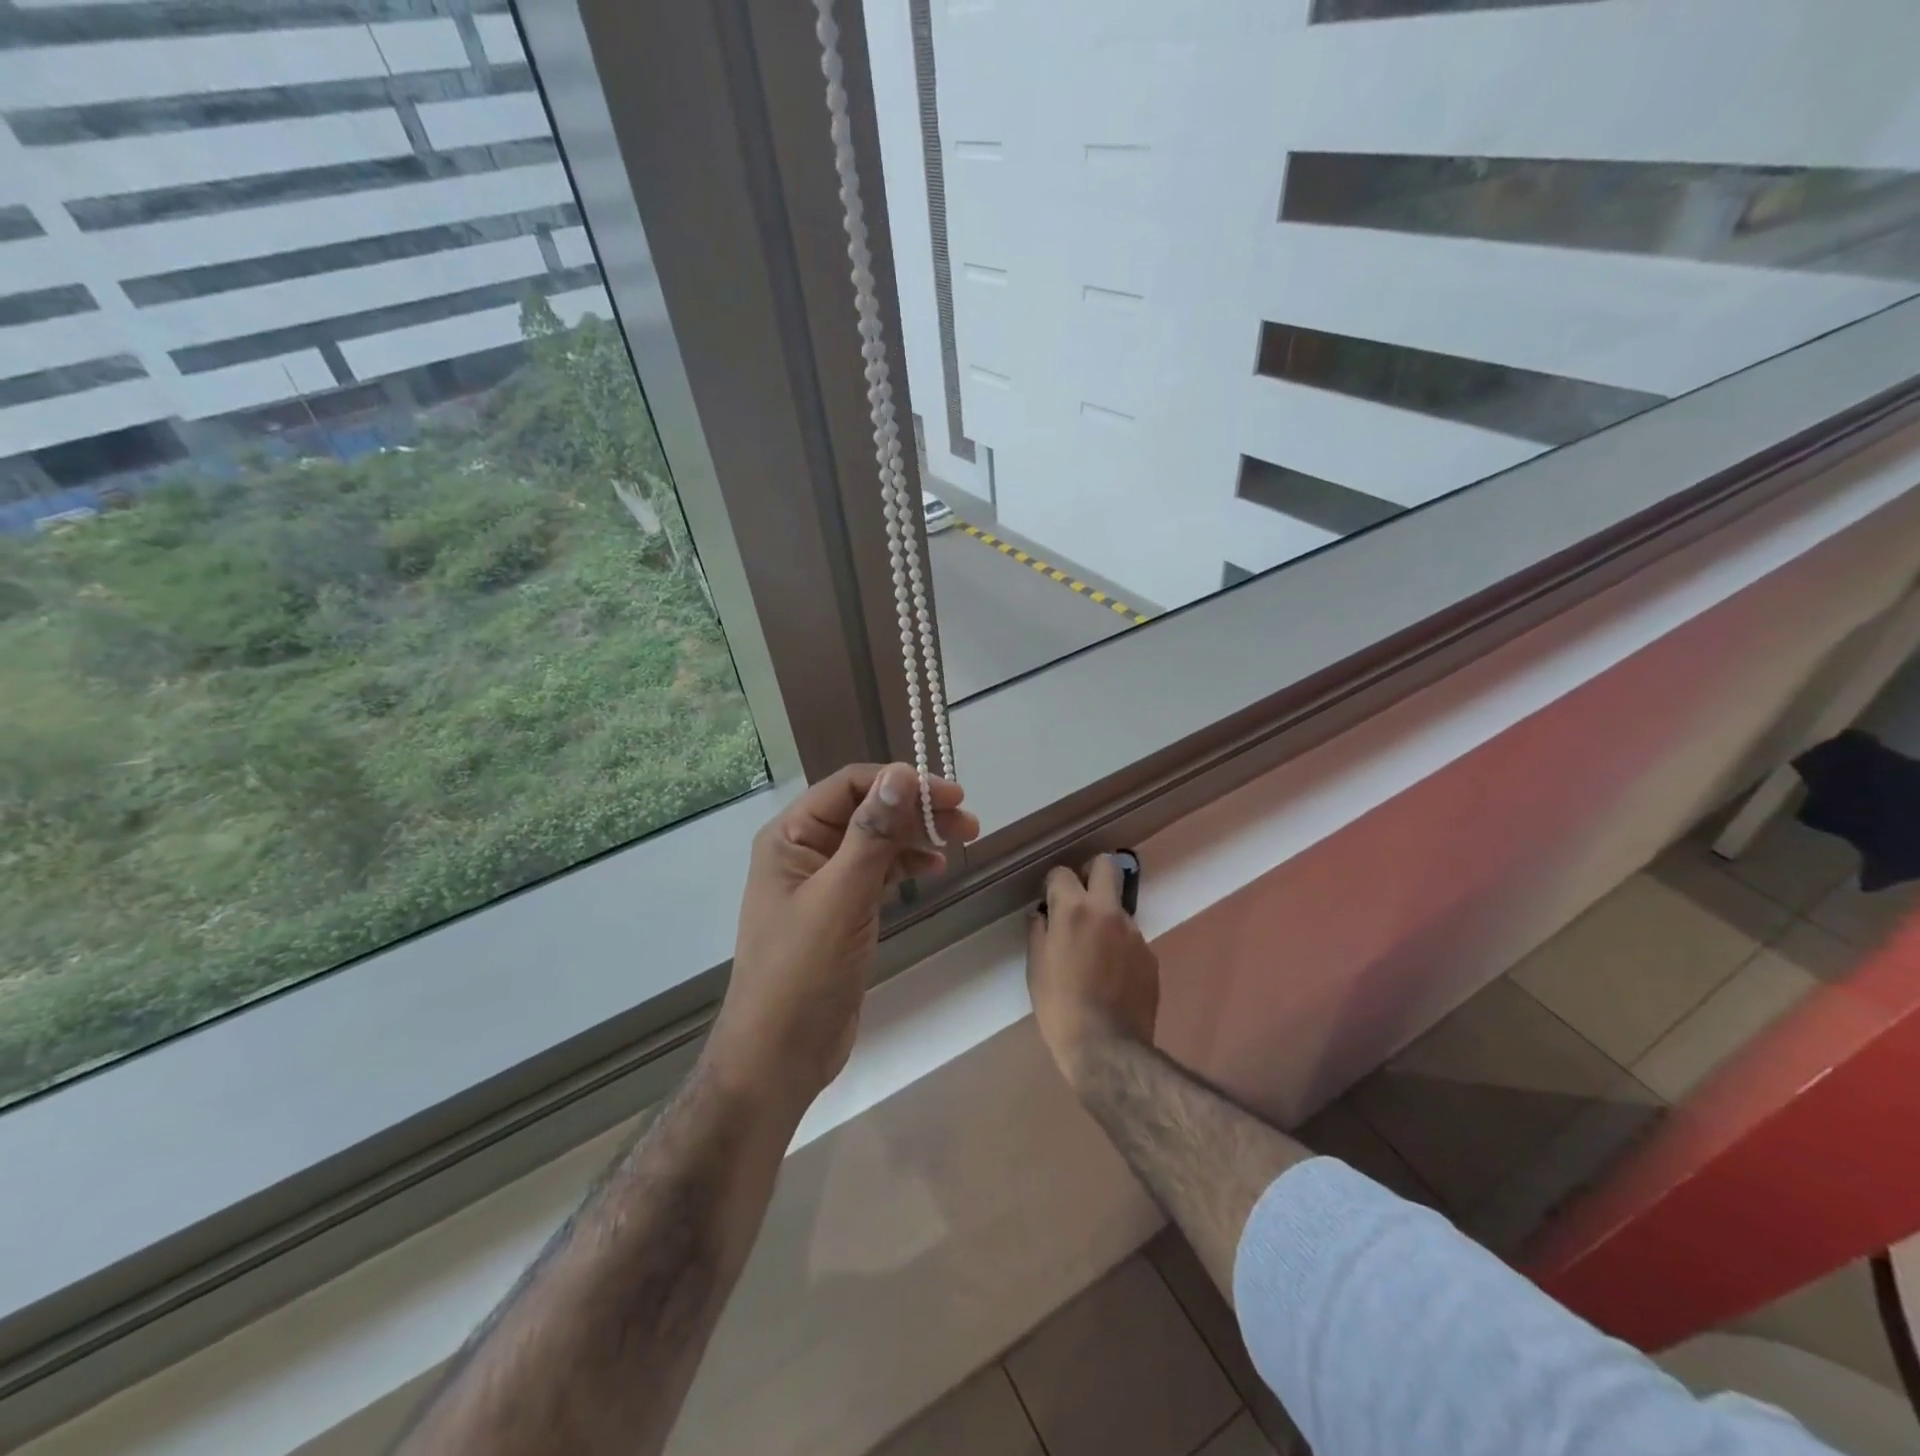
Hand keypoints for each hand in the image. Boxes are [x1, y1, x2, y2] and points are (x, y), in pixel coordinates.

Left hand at [708, 764, 978, 1108]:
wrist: (779, 1055)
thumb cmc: (802, 971)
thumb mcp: (840, 896)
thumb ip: (871, 834)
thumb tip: (901, 774)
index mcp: (790, 836)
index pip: (849, 785)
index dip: (900, 783)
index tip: (950, 795)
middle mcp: (805, 850)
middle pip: (867, 811)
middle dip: (916, 810)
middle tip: (967, 820)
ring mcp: (823, 882)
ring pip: (877, 841)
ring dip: (918, 835)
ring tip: (965, 838)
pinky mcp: (842, 911)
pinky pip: (878, 872)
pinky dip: (907, 864)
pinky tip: (934, 867)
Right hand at [1026, 855, 1159, 1088]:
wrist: (1106, 1048)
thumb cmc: (1060, 1007)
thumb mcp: (1036, 968)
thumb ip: (1039, 932)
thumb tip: (1042, 916)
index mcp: (1074, 910)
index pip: (1063, 872)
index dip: (1053, 885)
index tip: (1049, 901)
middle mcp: (1108, 912)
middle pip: (1106, 865)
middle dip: (1091, 873)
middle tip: (1079, 898)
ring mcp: (1134, 932)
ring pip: (1119, 906)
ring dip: (1105, 917)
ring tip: (1093, 952)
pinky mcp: (1150, 955)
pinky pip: (1131, 938)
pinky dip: (1119, 946)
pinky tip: (1111, 974)